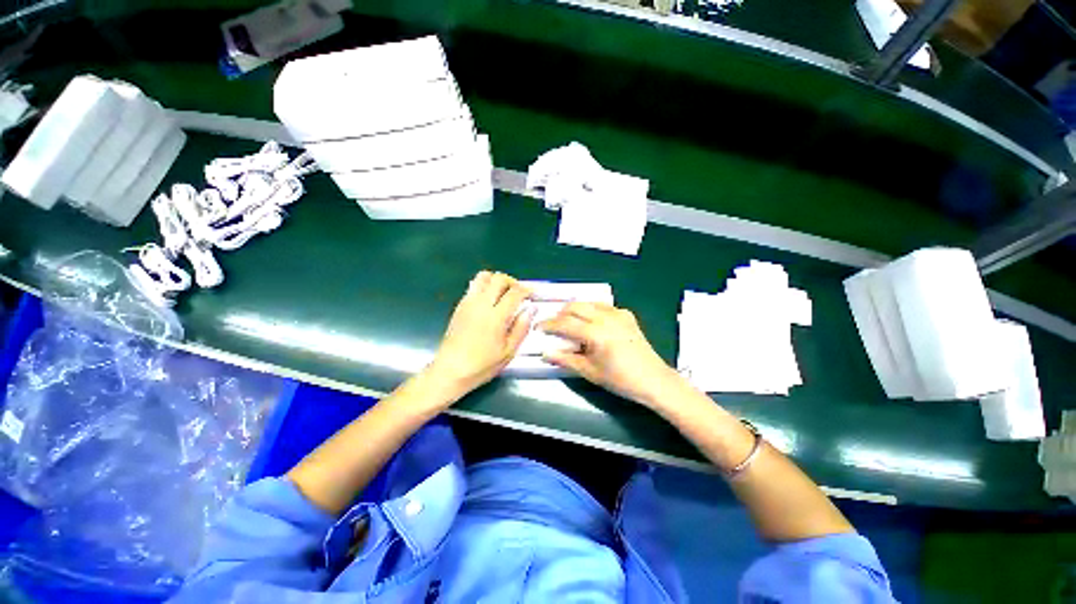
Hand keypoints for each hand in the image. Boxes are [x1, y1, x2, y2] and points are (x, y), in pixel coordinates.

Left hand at [425, 271, 533, 400]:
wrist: (450, 370)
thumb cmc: (482, 365)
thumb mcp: (509, 351)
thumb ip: (522, 327)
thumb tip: (531, 309)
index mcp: (496, 316)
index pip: (515, 292)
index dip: (527, 290)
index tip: (533, 294)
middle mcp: (481, 304)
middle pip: (499, 278)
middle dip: (513, 282)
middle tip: (519, 293)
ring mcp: (468, 303)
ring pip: (483, 276)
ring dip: (496, 280)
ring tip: (503, 293)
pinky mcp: (459, 306)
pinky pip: (474, 286)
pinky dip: (485, 286)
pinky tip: (490, 301)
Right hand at [540, 302, 682, 407]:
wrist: (653, 379)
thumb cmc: (620, 379)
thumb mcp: (589, 371)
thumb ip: (565, 359)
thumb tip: (545, 353)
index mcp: (595, 332)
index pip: (564, 323)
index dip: (548, 324)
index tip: (538, 327)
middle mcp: (605, 317)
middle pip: (575, 306)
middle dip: (560, 314)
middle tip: (554, 326)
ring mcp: (618, 314)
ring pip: (588, 302)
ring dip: (575, 309)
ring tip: (570, 322)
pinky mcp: (626, 315)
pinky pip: (603, 306)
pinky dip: (592, 310)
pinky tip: (591, 321)